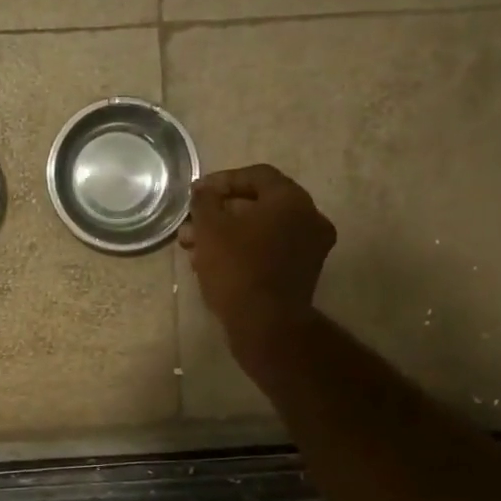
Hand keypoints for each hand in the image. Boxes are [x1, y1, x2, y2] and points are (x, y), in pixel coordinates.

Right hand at [178, 165, 335, 350]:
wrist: (265, 324)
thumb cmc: (237, 268)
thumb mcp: (210, 228)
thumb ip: (205, 201)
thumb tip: (204, 191)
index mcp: (291, 199)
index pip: (256, 176)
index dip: (222, 181)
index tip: (196, 194)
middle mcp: (309, 218)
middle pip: (258, 204)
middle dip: (220, 213)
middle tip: (191, 225)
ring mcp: (309, 247)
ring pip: (261, 230)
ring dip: (226, 234)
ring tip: (193, 247)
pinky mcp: (301, 273)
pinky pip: (269, 250)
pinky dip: (242, 250)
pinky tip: (211, 263)